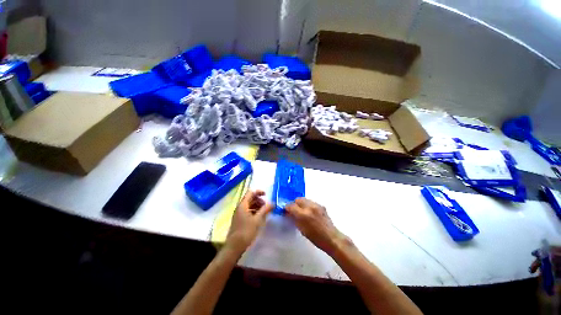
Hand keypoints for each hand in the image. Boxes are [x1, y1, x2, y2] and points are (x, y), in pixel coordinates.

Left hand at [226, 190, 272, 253]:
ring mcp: (239, 214)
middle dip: (260, 200)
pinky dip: (255, 211)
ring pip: (250, 205)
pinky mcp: (240, 220)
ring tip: (265, 212)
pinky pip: (248, 211)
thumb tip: (273, 203)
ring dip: (258, 206)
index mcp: (243, 205)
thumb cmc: (246, 231)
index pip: (251, 192)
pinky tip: (260, 218)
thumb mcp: (257, 220)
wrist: (234, 247)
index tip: (266, 195)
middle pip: (251, 198)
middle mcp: (240, 207)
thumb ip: (265, 210)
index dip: (259, 192)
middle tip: (267, 206)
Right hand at [286, 198, 347, 254]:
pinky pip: (311, 202)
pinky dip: (308, 205)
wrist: (332, 238)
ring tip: (301, 210)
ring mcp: (316, 205)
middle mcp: (310, 207)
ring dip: (301, 203)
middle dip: (294, 203)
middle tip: (293, 210)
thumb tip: (289, 214)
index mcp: (303, 215)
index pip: (291, 206)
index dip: (287, 208)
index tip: (286, 210)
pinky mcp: (321, 206)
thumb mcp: (302, 230)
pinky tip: (309, 212)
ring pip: (305, 199)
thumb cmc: (316, 238)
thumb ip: (295, 219)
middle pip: (298, 199)